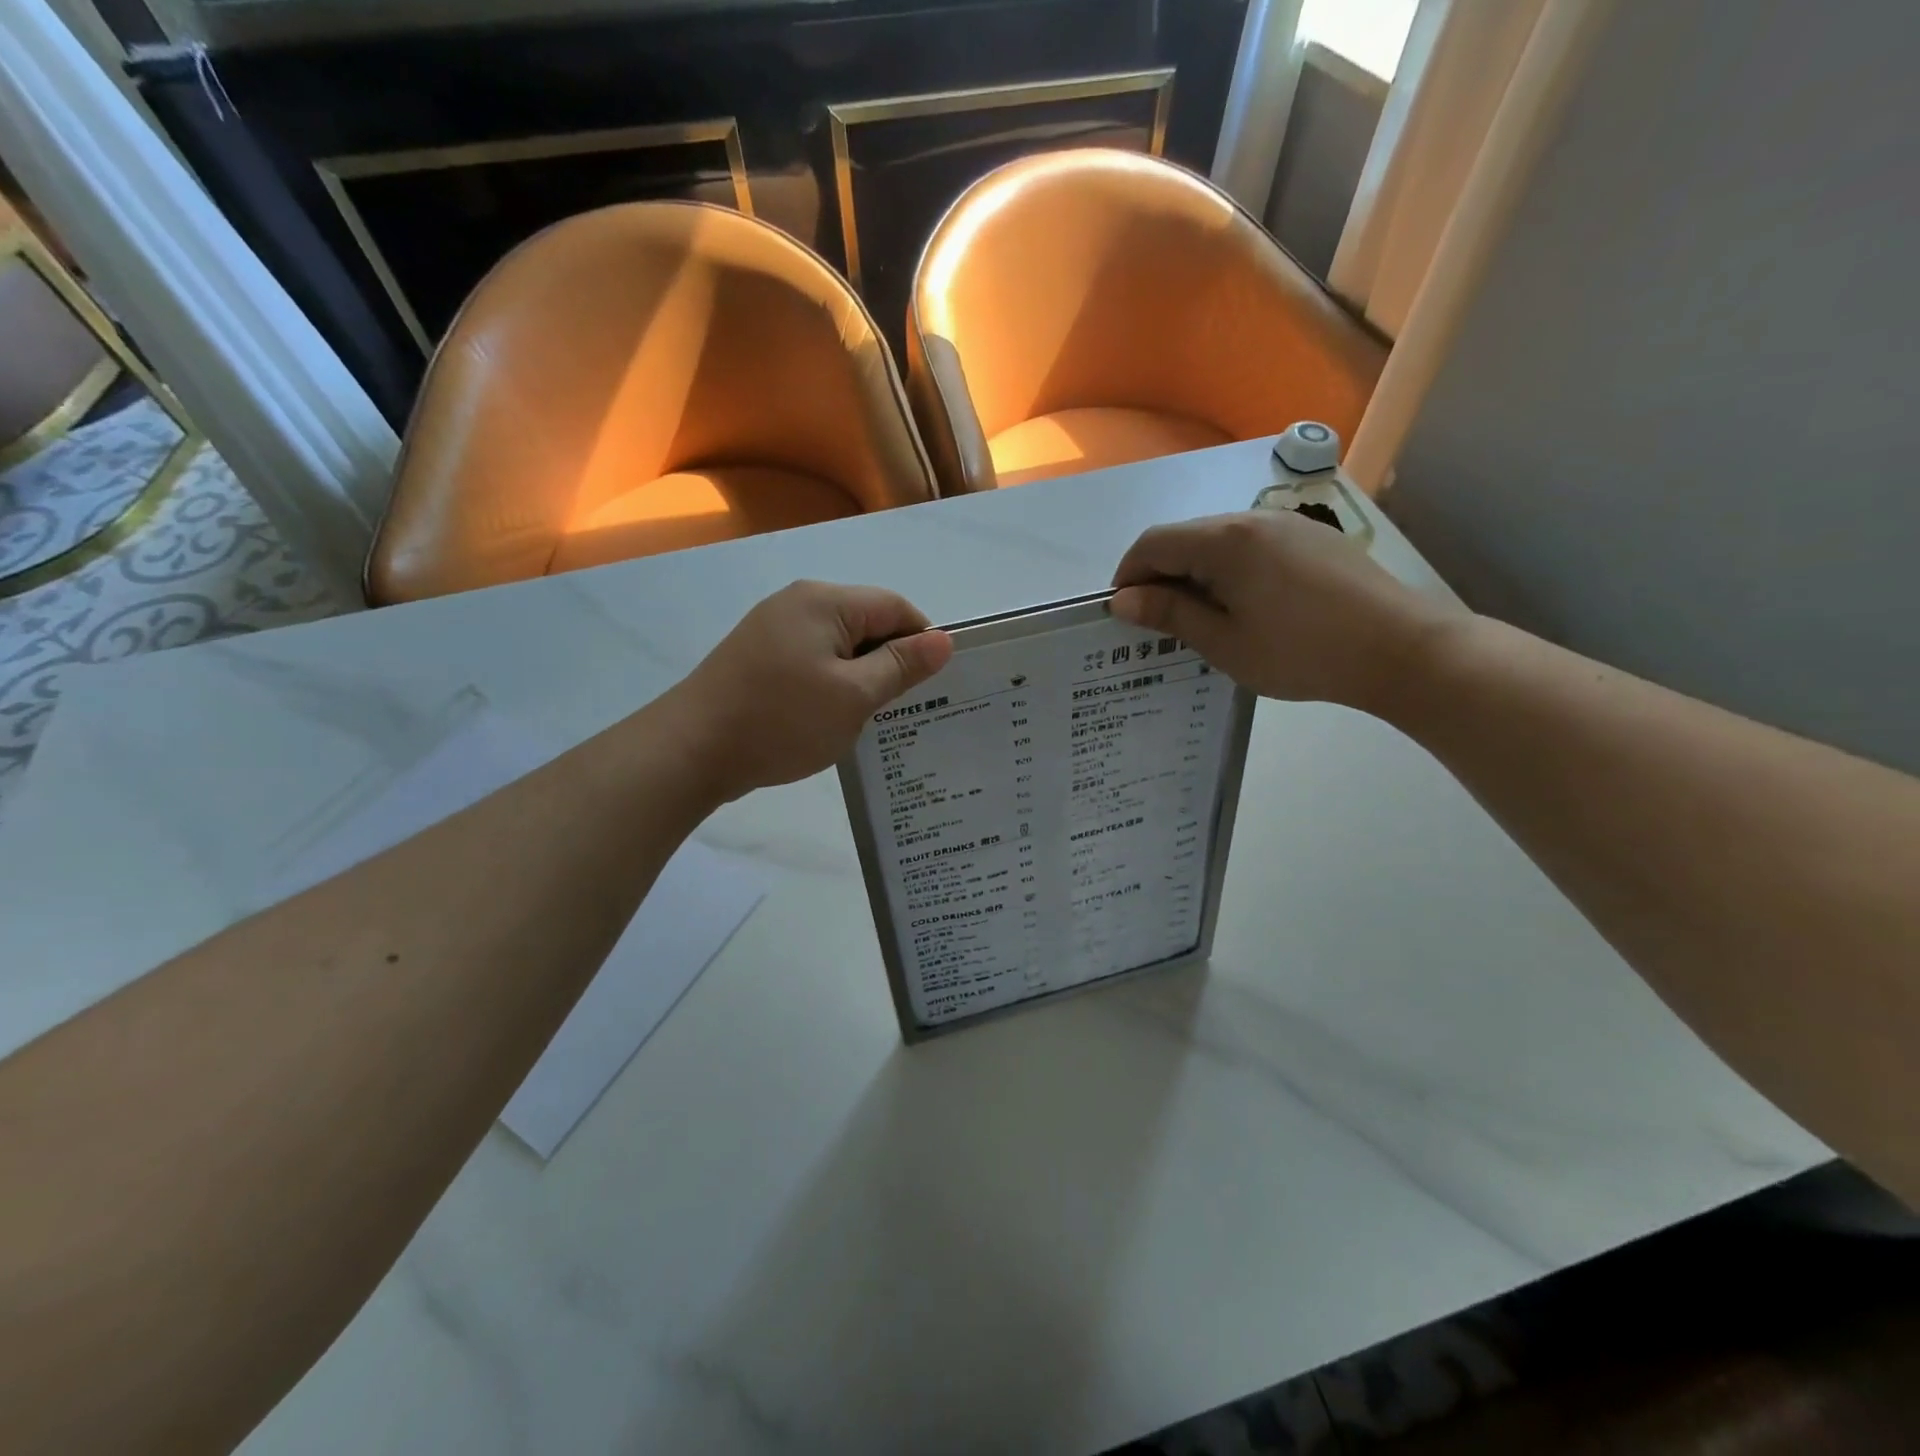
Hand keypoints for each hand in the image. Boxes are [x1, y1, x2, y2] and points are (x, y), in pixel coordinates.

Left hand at [663, 581, 953, 801]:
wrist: (691, 750)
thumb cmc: (781, 720)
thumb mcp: (853, 696)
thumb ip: (901, 666)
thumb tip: (944, 640)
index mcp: (824, 601)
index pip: (895, 607)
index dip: (922, 641)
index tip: (934, 685)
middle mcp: (798, 603)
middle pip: (866, 622)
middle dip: (891, 661)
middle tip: (906, 708)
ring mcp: (773, 629)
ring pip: (839, 645)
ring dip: (861, 676)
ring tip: (871, 718)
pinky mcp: (757, 657)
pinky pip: (812, 660)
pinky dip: (831, 684)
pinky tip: (831, 717)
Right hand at [1110, 510, 1460, 713]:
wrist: (1401, 649)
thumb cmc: (1301, 652)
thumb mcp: (1225, 642)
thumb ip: (1170, 614)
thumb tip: (1123, 600)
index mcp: (1225, 541)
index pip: (1153, 544)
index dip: (1128, 576)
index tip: (1124, 616)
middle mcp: (1252, 520)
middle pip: (1185, 538)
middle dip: (1161, 576)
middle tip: (1161, 625)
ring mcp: (1288, 525)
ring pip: (1219, 543)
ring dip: (1196, 575)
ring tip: (1204, 621)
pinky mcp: (1314, 539)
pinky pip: (1253, 548)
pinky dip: (1231, 572)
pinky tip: (1247, 608)